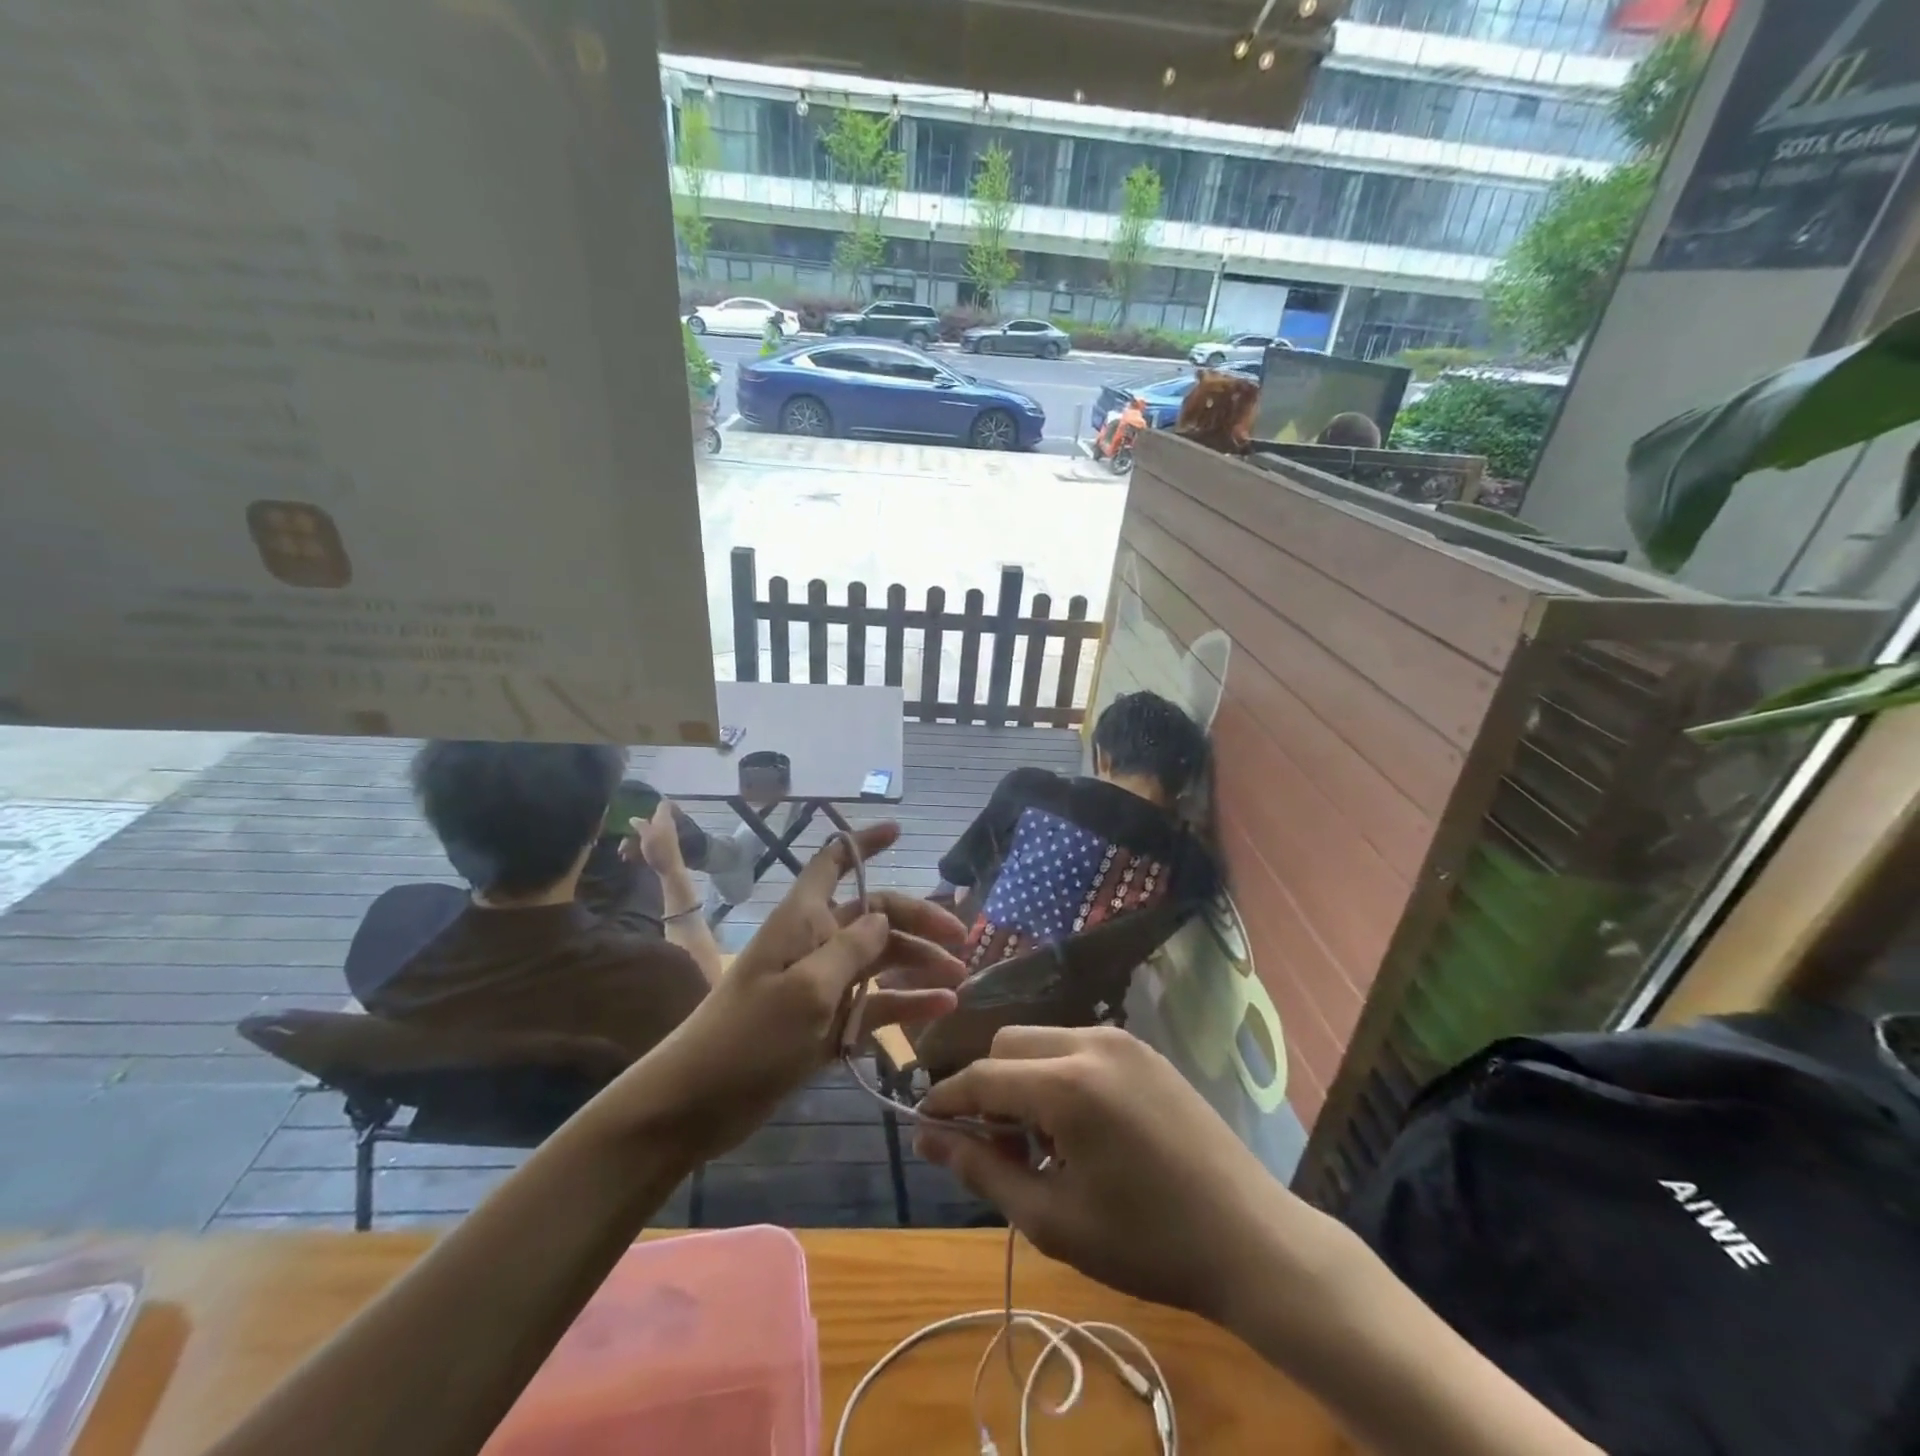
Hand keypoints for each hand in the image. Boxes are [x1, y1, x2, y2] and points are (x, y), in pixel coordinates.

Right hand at [620, 799, 683, 875]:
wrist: (669, 869)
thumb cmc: (659, 848)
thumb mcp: (647, 834)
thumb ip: (641, 824)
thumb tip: (634, 818)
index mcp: (664, 818)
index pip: (663, 804)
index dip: (655, 800)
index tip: (642, 800)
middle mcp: (664, 826)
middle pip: (648, 821)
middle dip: (634, 828)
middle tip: (623, 836)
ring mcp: (662, 837)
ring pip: (644, 834)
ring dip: (631, 842)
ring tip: (621, 852)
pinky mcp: (658, 848)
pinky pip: (645, 845)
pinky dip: (635, 850)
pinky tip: (626, 857)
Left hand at [638, 822, 965, 1159]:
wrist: (697, 1103)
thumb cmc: (749, 1036)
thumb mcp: (806, 989)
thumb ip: (850, 949)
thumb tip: (883, 917)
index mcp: (802, 919)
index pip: (832, 862)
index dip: (863, 843)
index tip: (898, 831)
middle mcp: (814, 942)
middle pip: (873, 916)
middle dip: (917, 921)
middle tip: (962, 939)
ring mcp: (821, 984)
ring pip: (879, 961)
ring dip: (919, 965)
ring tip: (959, 978)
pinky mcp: (825, 1022)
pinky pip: (873, 1004)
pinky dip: (906, 1004)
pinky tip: (942, 1007)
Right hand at [915, 1026, 1313, 1324]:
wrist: (1251, 1238)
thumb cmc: (1146, 1242)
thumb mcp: (1052, 1220)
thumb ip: (983, 1171)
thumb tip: (928, 1140)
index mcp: (1067, 1084)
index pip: (982, 1076)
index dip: (946, 1101)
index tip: (924, 1127)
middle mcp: (1091, 1042)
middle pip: (1008, 1044)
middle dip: (988, 1088)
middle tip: (1000, 1148)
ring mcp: (1122, 1040)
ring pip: (1042, 1040)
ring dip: (1023, 1079)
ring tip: (1043, 1144)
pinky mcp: (1144, 1050)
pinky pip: (1078, 1046)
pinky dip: (1058, 1074)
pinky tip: (1080, 1128)